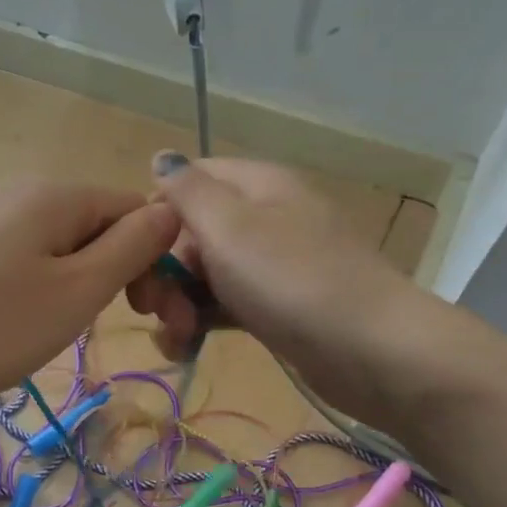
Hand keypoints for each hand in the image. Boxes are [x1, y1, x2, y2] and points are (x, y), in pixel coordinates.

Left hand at [0, 180, 178, 428]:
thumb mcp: (78, 290)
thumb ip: (132, 247)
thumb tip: (171, 210)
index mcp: (56, 194)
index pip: (135, 209)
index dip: (157, 259)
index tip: (153, 314)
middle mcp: (20, 195)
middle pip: (97, 226)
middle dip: (122, 273)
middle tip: (122, 326)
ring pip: (61, 248)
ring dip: (83, 285)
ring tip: (67, 329)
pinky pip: (24, 263)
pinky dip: (43, 291)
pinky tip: (26, 324)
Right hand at [126, 153, 427, 418]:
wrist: (370, 349)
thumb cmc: (291, 279)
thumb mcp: (229, 225)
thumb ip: (187, 190)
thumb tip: (161, 156)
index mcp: (255, 184)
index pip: (188, 180)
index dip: (154, 215)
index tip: (136, 256)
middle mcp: (263, 217)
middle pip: (192, 232)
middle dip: (164, 270)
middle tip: (156, 309)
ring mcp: (272, 265)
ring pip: (205, 274)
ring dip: (178, 304)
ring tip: (175, 337)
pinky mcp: (277, 307)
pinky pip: (226, 305)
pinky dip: (202, 323)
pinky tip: (185, 348)